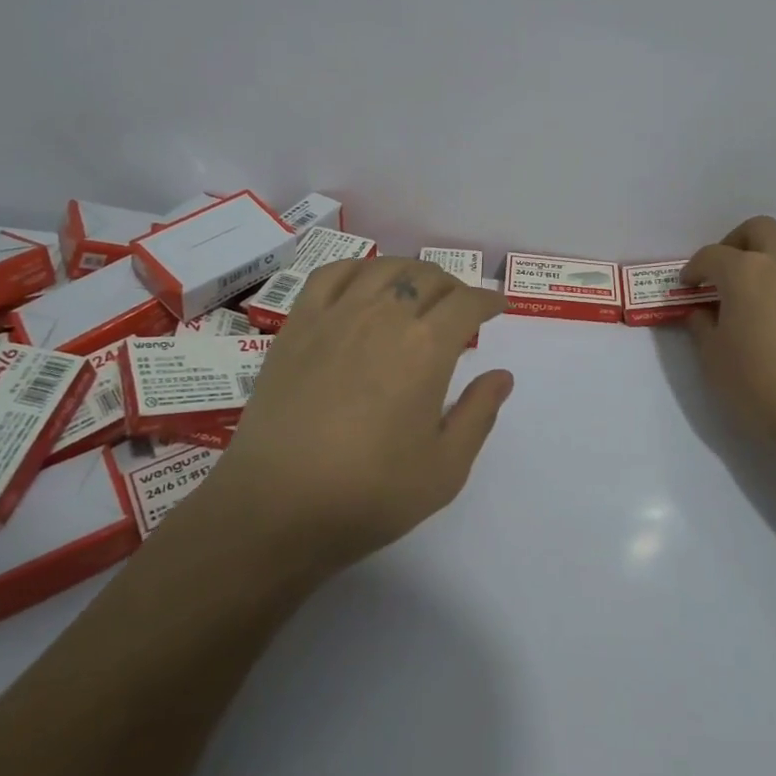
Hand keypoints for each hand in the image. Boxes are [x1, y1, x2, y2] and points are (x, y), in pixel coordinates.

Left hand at [190, 257, 513, 574]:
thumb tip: (502, 376)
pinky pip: (332, 274)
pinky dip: (358, 268)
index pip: (467, 303)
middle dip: (454, 287)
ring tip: (417, 290)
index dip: (488, 300)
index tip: (496, 307)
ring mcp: (336, 315)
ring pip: (384, 268)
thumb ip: (478, 415)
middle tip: (459, 308)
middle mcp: (384, 316)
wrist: (274, 507)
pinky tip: (364, 283)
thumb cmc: (367, 494)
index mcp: (426, 347)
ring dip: (411, 272)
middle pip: (428, 277)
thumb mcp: (444, 470)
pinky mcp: (298, 324)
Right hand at [682, 217, 775, 475]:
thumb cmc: (762, 388)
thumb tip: (704, 313)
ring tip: (763, 295)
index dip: (695, 269)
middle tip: (726, 274)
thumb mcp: (714, 361)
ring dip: (771, 261)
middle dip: (736, 245)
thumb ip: (703, 327)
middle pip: (758, 230)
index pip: (712, 255)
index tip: (689, 286)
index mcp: (746, 272)